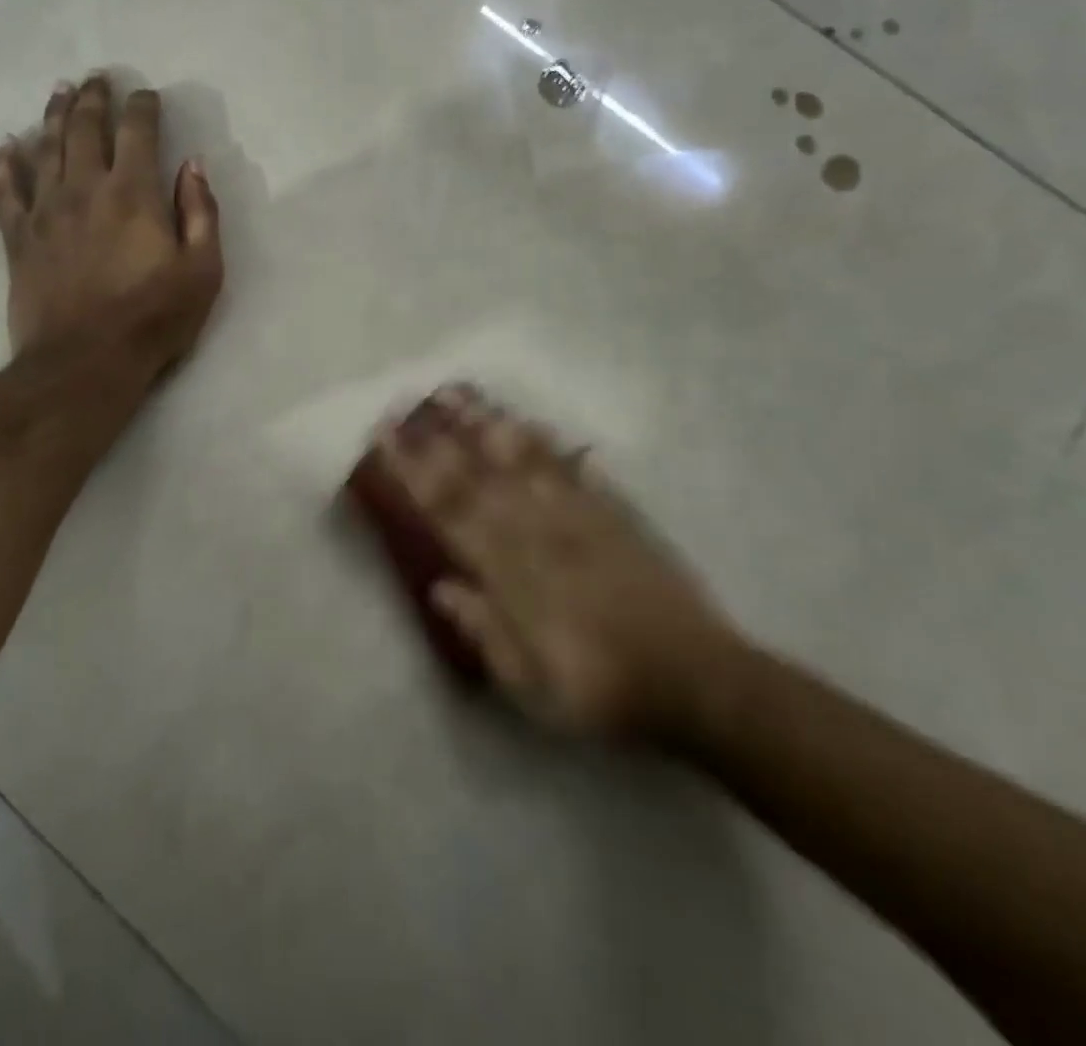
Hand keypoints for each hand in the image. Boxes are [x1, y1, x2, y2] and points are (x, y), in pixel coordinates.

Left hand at [0, 74, 222, 371]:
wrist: (84, 363)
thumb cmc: (153, 319)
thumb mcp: (203, 270)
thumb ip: (201, 213)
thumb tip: (193, 165)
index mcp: (134, 193)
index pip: (137, 132)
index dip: (143, 107)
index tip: (147, 95)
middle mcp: (86, 189)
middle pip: (85, 128)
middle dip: (94, 98)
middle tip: (97, 77)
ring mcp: (45, 211)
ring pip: (45, 148)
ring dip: (54, 115)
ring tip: (60, 92)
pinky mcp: (18, 238)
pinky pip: (5, 191)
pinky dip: (4, 164)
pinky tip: (6, 146)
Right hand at [375, 384, 741, 742]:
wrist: (697, 681)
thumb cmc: (602, 691)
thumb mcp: (532, 685)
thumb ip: (485, 632)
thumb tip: (441, 587)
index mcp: (512, 574)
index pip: (450, 511)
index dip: (415, 472)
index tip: (388, 439)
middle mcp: (539, 533)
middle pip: (480, 474)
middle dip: (440, 436)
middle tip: (411, 401)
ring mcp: (579, 517)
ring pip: (524, 460)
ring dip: (488, 425)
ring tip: (461, 394)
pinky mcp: (615, 515)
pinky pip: (574, 469)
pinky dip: (549, 443)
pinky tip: (532, 422)